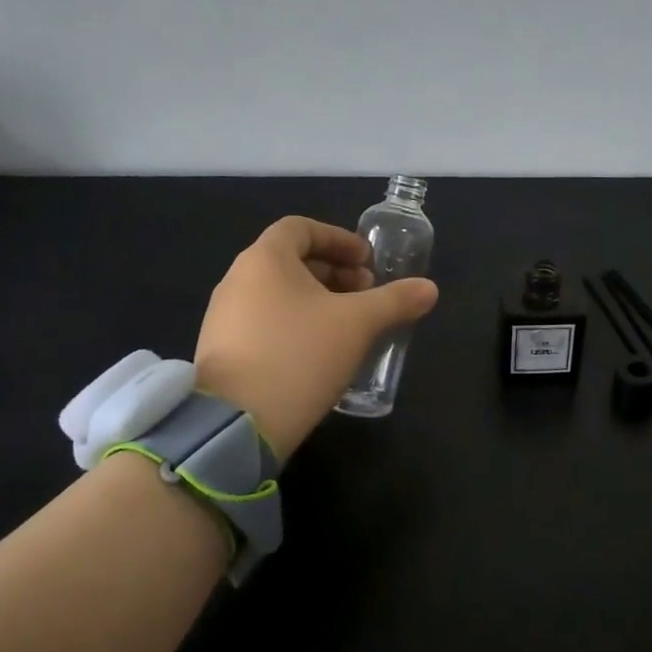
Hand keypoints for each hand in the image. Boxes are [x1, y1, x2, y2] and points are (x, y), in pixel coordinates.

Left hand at [193, 216, 438, 456]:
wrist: (236, 424)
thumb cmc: (300, 355)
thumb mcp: (358, 325)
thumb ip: (395, 301)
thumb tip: (430, 288)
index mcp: (264, 259)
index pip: (301, 228)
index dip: (339, 239)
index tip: (367, 261)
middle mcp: (238, 279)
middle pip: (291, 261)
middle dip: (334, 272)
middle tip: (366, 294)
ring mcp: (224, 317)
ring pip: (278, 293)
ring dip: (317, 300)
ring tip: (348, 326)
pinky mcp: (222, 351)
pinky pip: (265, 321)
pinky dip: (296, 323)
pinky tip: (319, 353)